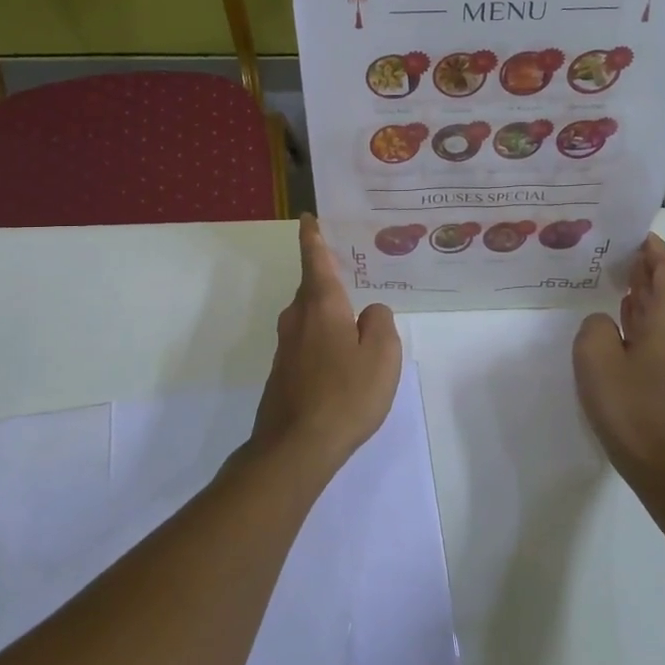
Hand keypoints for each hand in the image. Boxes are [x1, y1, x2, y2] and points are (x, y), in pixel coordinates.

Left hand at [250, 215, 402, 481]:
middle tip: (357, 274)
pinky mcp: (283, 372)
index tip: (308, 218)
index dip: (314, 237)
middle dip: (330, 279)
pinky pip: (308, 341)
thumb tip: (370, 313)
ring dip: (330, 313)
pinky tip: (343, 359)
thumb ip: (380, 324)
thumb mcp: (382, 356)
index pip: (316, 259)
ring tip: (357, 319)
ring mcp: (286, 347)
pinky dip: (324, 339)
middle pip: (313, 288)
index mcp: (321, 305)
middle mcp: (298, 318)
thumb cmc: (345, 395)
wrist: (295, 447)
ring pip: (310, 317)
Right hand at [573, 233, 664, 483]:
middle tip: (611, 256)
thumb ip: (596, 325)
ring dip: (642, 299)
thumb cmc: (630, 407)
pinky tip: (619, 327)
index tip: (633, 234)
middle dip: (643, 271)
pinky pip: (662, 337)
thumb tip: (607, 323)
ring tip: (610, 285)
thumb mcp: (595, 357)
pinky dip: (643, 324)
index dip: (654, 248)